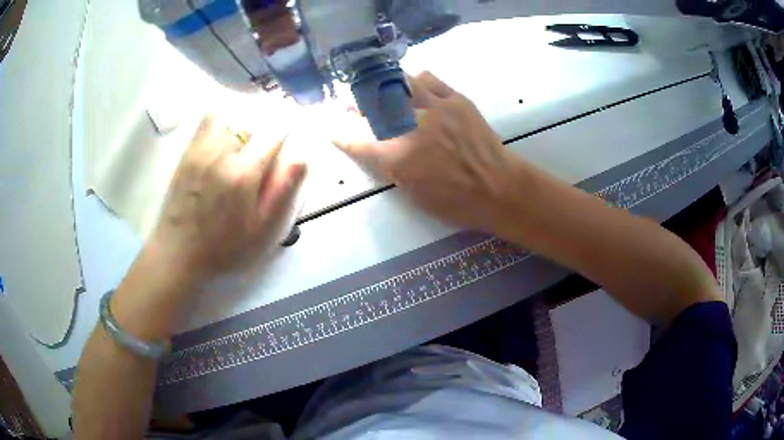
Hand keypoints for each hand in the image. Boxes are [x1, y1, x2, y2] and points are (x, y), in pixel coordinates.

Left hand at [150, 114, 306, 286]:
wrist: (179, 253)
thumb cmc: (224, 247)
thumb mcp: (262, 229)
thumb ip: (283, 190)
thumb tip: (301, 155)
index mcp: (244, 173)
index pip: (275, 132)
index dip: (287, 133)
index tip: (288, 143)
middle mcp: (223, 152)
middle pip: (254, 119)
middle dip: (267, 127)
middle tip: (267, 148)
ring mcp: (202, 149)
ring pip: (232, 114)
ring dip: (246, 121)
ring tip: (247, 141)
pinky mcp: (188, 151)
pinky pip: (209, 119)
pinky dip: (224, 117)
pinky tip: (226, 136)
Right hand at [333, 72, 522, 232]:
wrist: (497, 188)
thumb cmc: (454, 201)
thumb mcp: (410, 191)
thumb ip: (387, 164)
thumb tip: (372, 144)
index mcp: (395, 155)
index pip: (353, 136)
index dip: (336, 128)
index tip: (328, 122)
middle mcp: (409, 125)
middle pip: (371, 101)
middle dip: (355, 101)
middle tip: (353, 103)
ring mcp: (434, 107)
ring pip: (397, 81)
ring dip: (385, 86)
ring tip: (385, 93)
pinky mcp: (455, 98)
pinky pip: (428, 78)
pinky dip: (415, 82)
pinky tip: (416, 90)